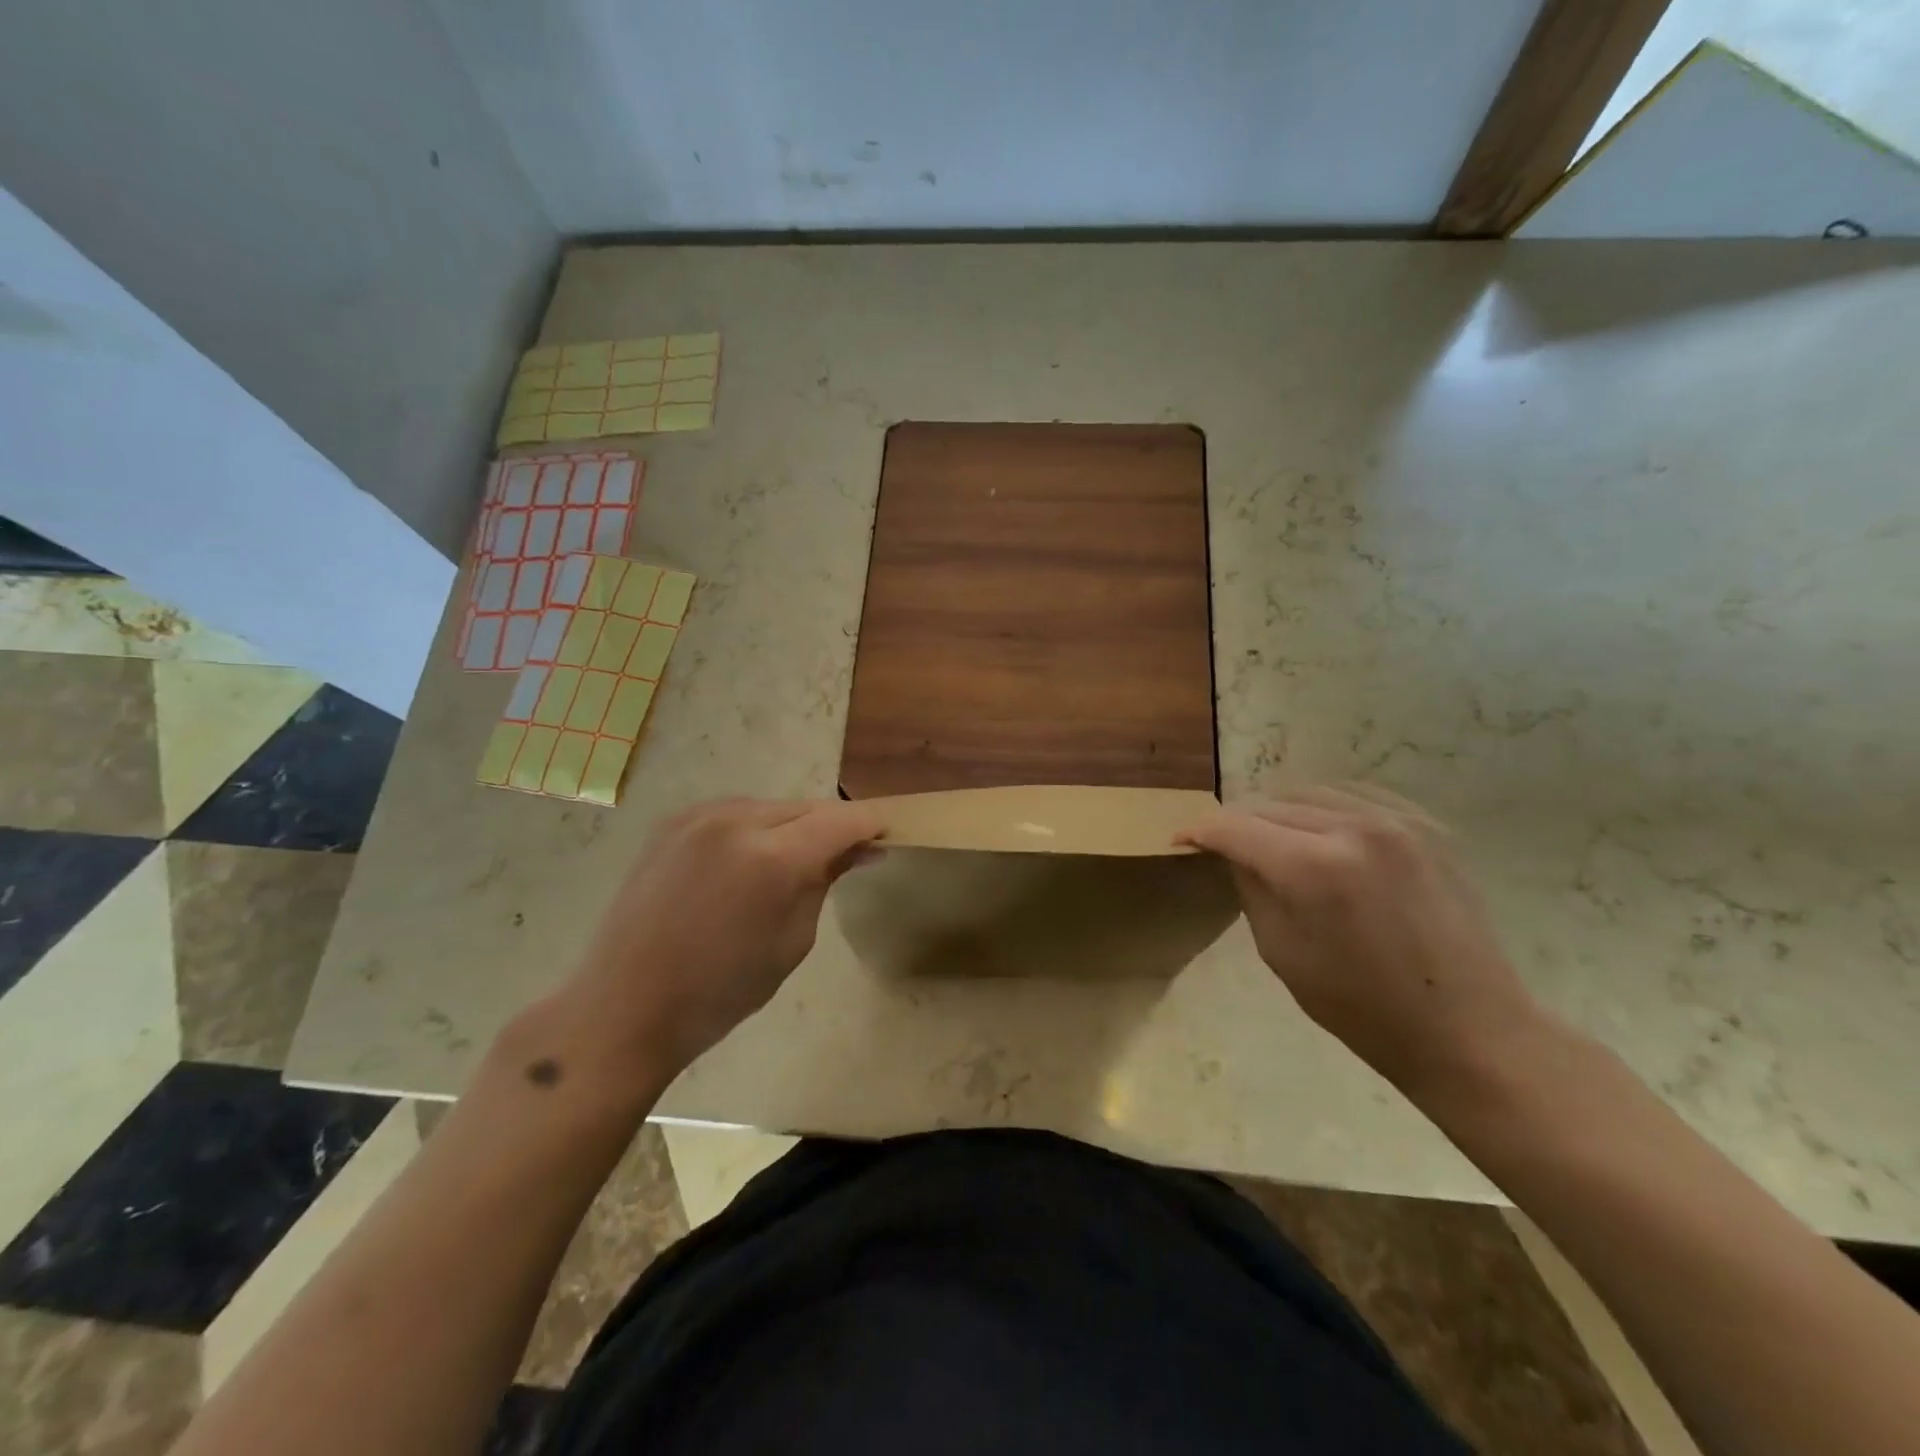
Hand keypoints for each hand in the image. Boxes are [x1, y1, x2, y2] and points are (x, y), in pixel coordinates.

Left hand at [564, 798, 882, 1071]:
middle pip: (807, 807)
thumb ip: (826, 881)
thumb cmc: (720, 991)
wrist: (623, 1006)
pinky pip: (736, 812)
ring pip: (772, 807)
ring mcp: (699, 816)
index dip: (870, 824)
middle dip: (833, 828)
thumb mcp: (792, 941)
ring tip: (795, 865)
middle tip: (848, 857)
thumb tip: (861, 850)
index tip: (887, 838)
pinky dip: (756, 829)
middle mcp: (736, 819)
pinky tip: (750, 862)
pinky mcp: (673, 822)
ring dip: (794, 827)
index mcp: (772, 857)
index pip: (841, 820)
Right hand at [1180, 787, 1545, 1097]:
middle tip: (1222, 845)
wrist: (1468, 1029)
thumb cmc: (1362, 1007)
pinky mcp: (1425, 824)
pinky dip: (1324, 806)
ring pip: (1309, 792)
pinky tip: (1319, 829)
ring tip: (1269, 837)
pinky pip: (1355, 794)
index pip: (1234, 826)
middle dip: (1237, 822)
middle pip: (1269, 804)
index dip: (1199, 829)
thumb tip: (1232, 850)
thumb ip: (1251, 887)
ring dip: (1279, 811)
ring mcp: (1396, 820)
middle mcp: (1353, 827)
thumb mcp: (1280, 951)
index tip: (1180, 839)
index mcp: (1312, 867)